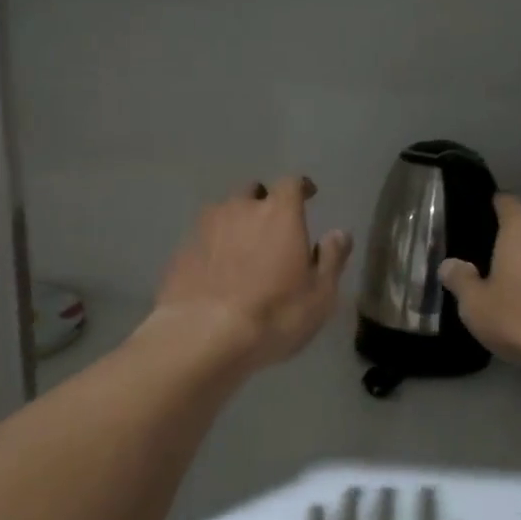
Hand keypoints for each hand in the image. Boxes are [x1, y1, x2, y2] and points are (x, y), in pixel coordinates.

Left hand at [152, 175, 352, 369]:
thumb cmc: (274, 313)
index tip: (308, 195)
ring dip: (235, 223)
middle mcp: (240, 209)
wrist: (203, 336)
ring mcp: (205, 228)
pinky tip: (216, 273)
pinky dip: (212, 248)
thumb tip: (339, 234)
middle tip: (272, 226)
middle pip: (252, 192)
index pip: (291, 183)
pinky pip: (202, 240)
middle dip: (263, 202)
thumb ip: (332, 258)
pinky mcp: (181, 252)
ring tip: (241, 250)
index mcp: (279, 213)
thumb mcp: (320, 294)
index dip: (300, 187)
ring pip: (223, 213)